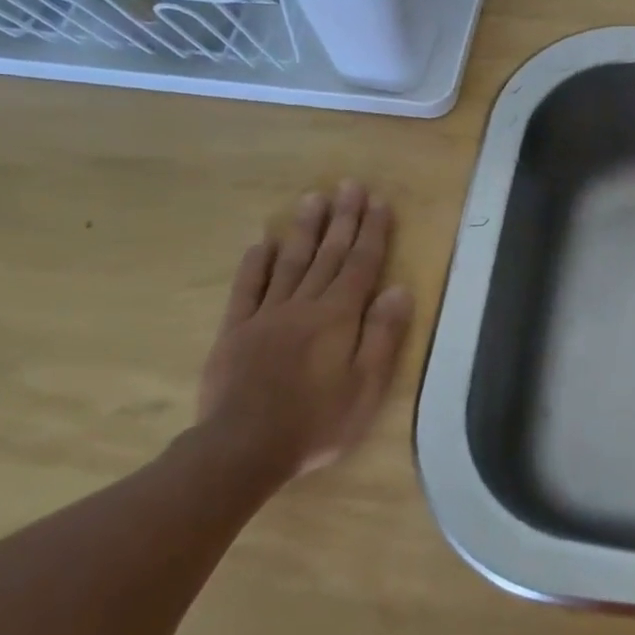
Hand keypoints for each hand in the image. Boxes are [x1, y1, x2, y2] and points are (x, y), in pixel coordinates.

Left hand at [195, 181, 412, 486]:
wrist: (243, 448)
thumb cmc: (317, 421)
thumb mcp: (366, 385)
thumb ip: (382, 334)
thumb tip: (399, 289)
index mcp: (338, 317)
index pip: (361, 264)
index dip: (372, 232)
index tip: (378, 201)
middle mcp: (303, 305)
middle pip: (328, 255)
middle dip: (342, 219)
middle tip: (349, 185)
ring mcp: (265, 315)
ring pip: (290, 262)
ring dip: (305, 229)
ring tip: (313, 198)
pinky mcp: (235, 330)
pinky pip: (248, 288)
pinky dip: (257, 263)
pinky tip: (264, 242)